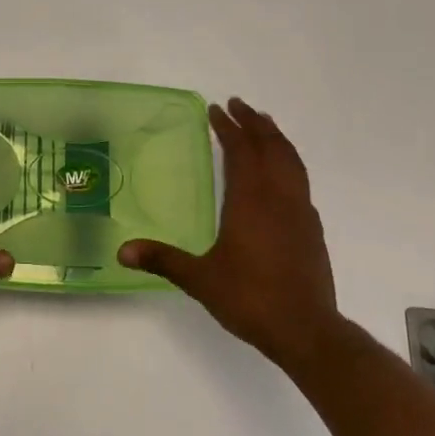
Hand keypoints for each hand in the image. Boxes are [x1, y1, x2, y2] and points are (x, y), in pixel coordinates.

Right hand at [119, 97, 344, 373]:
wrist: (306, 330)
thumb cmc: (250, 299)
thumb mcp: (200, 280)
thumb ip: (163, 260)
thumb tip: (122, 251)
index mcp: (251, 201)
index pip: (241, 151)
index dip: (229, 128)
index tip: (217, 110)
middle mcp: (279, 197)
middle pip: (270, 146)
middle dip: (254, 122)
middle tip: (239, 105)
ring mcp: (300, 211)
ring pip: (291, 160)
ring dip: (276, 137)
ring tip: (264, 125)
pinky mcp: (312, 228)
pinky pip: (300, 180)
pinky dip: (289, 162)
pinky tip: (282, 174)